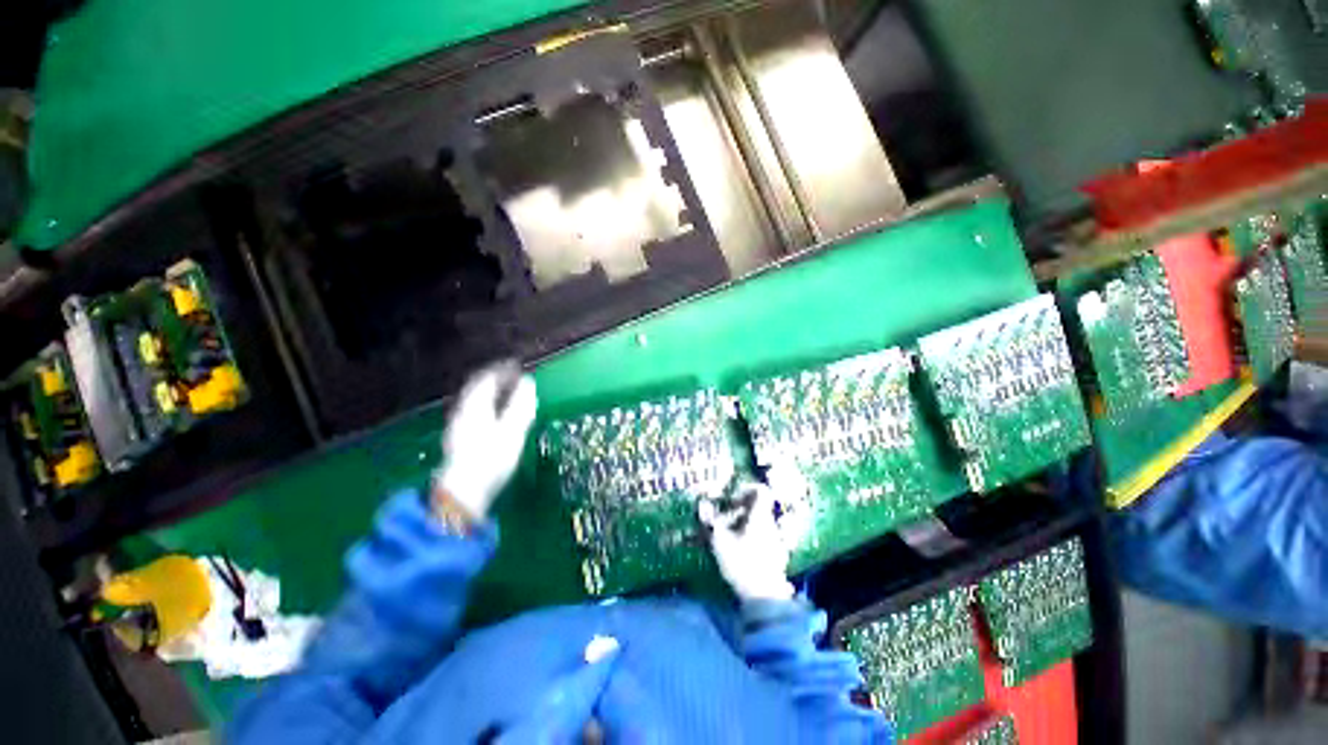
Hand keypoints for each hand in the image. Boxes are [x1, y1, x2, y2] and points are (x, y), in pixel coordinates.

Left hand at [432, 361, 537, 522]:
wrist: (463, 493)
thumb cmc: (491, 459)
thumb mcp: (513, 430)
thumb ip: (521, 405)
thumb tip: (528, 383)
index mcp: (475, 406)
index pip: (487, 379)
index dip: (502, 370)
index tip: (517, 366)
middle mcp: (463, 412)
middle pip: (477, 389)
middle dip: (496, 380)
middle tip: (513, 377)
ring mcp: (459, 427)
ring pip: (475, 402)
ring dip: (491, 394)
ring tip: (507, 394)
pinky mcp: (459, 441)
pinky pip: (474, 413)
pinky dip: (487, 407)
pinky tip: (495, 417)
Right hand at [698, 482, 793, 602]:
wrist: (765, 599)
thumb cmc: (742, 565)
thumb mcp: (721, 542)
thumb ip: (710, 522)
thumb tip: (701, 504)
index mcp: (760, 517)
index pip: (760, 491)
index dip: (745, 490)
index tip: (729, 500)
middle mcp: (769, 524)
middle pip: (755, 508)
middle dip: (736, 512)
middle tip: (720, 522)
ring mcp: (774, 540)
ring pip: (755, 523)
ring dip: (739, 526)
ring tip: (723, 539)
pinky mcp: (774, 556)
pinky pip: (759, 538)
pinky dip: (746, 539)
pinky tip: (733, 553)